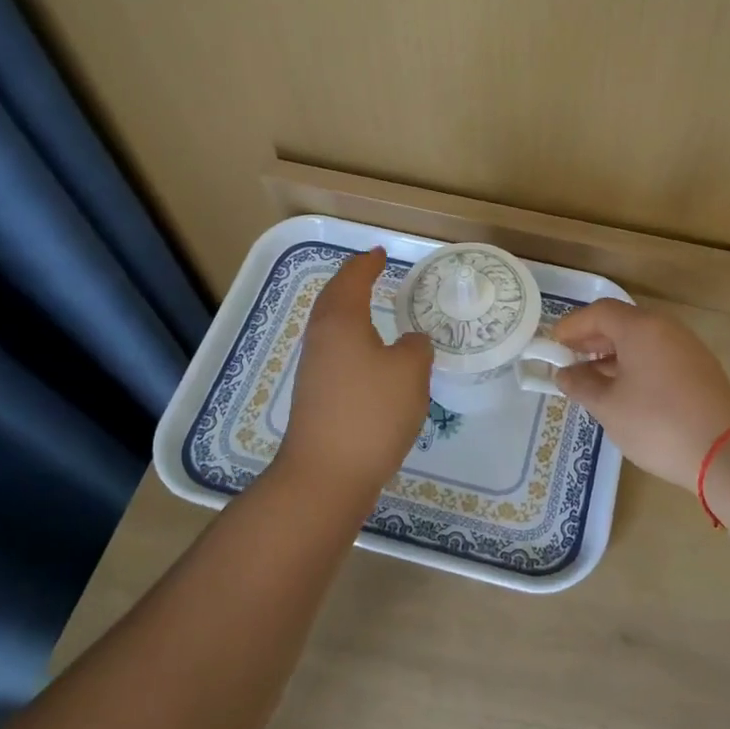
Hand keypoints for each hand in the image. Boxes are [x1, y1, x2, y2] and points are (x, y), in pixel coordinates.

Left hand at [277, 248, 433, 497]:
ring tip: (371, 308)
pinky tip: (369, 356)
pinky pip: (334, 351)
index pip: (352, 280)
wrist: (326, 475)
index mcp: (341, 322)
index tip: (379, 253)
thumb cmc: (371, 413)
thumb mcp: (410, 372)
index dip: (367, 264)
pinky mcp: (315, 397)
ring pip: (330, 327)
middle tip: (371, 272)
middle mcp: (321, 339)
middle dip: (351, 282)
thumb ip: (416, 347)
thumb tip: (410, 342)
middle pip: (332, 299)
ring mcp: (314, 370)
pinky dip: (350, 339)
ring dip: (349, 311)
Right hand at [552, 300, 729, 487]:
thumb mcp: (609, 407)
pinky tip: (623, 391)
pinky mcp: (699, 369)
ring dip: (612, 354)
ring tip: (591, 380)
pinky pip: (657, 355)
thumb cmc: (658, 424)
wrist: (727, 454)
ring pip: (641, 340)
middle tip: (568, 361)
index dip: (572, 326)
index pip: (598, 312)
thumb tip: (563, 374)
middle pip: (621, 322)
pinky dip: (634, 364)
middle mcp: (665, 328)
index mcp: (641, 328)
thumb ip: (581, 385)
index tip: (552, 346)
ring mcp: (686, 347)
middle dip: (591, 339)